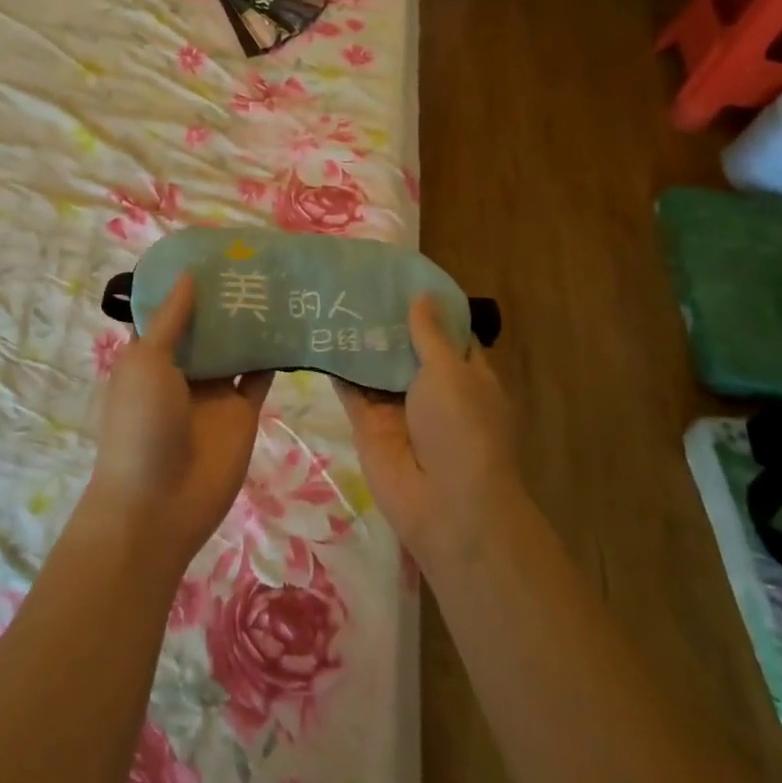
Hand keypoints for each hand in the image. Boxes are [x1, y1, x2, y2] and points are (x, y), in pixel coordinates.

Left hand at [88, 275, 272, 570]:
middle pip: (208, 325)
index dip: (187, 282)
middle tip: (256, 258)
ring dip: (252, 320)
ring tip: (279, 281)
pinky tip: (292, 323)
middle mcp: (184, 368)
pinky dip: (274, 353)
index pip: (170, 310)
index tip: (213, 251)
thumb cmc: (142, 425)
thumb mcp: (147, 362)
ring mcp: (215, 390)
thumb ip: (171, 320)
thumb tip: (187, 274)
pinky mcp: (243, 411)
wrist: (160, 504)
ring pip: (237, 346)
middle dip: (226, 296)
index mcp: (151, 354)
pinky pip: (260, 375)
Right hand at [334, 294, 521, 573]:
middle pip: (406, 348)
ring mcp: (398, 407)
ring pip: (375, 366)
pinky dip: (337, 366)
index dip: (427, 306)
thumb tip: (422, 295)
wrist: (445, 506)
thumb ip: (429, 334)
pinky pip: (351, 390)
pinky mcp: (369, 425)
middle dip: (385, 320)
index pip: (447, 333)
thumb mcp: (451, 372)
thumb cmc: (461, 430)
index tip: (399, 276)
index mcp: (465, 375)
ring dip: (358, 340)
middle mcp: (432, 389)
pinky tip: (315, 336)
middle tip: (355, 281)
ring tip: (330, 300)